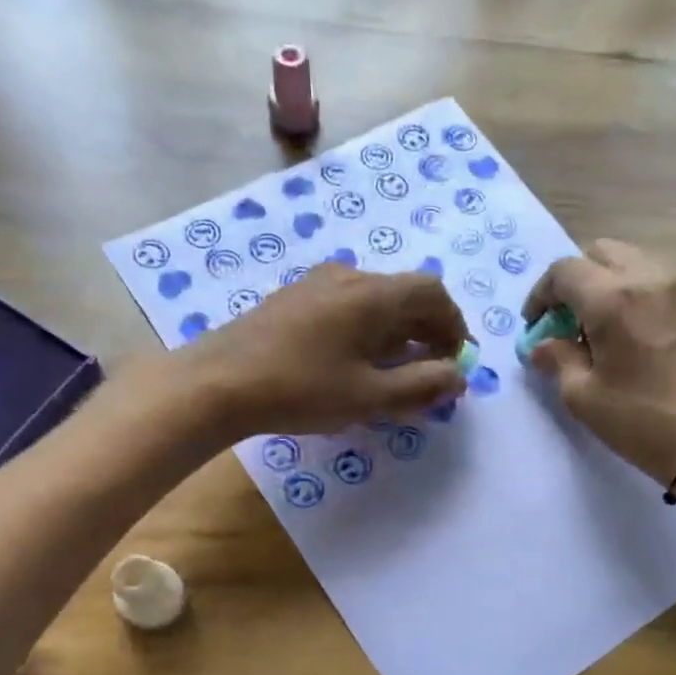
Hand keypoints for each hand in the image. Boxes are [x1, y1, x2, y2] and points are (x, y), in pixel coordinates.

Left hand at [183, 263, 469, 439]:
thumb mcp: (369, 397)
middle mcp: (349, 277)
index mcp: (374, 294)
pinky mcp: (295, 299)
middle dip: (427, 333)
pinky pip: (348, 307)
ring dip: (397, 334)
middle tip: (429, 374)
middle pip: (405, 295)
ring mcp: (317, 284)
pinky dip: (368, 332)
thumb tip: (457, 377)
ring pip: (376, 302)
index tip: (454, 362)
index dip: (453, 325)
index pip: (433, 293)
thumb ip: (421, 386)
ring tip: (394, 375)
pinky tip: (355, 365)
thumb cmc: (301, 389)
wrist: (218, 382)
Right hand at [523, 240, 675, 483]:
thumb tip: (542, 346)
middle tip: (564, 321)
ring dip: (605, 284)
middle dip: (574, 281)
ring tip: (596, 329)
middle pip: (599, 254)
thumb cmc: (640, 420)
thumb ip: (558, 360)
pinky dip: (632, 294)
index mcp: (612, 299)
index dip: (540, 295)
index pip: (564, 271)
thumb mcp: (584, 397)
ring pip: (630, 262)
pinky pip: (654, 281)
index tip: (534, 325)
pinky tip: (628, 334)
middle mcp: (647, 278)